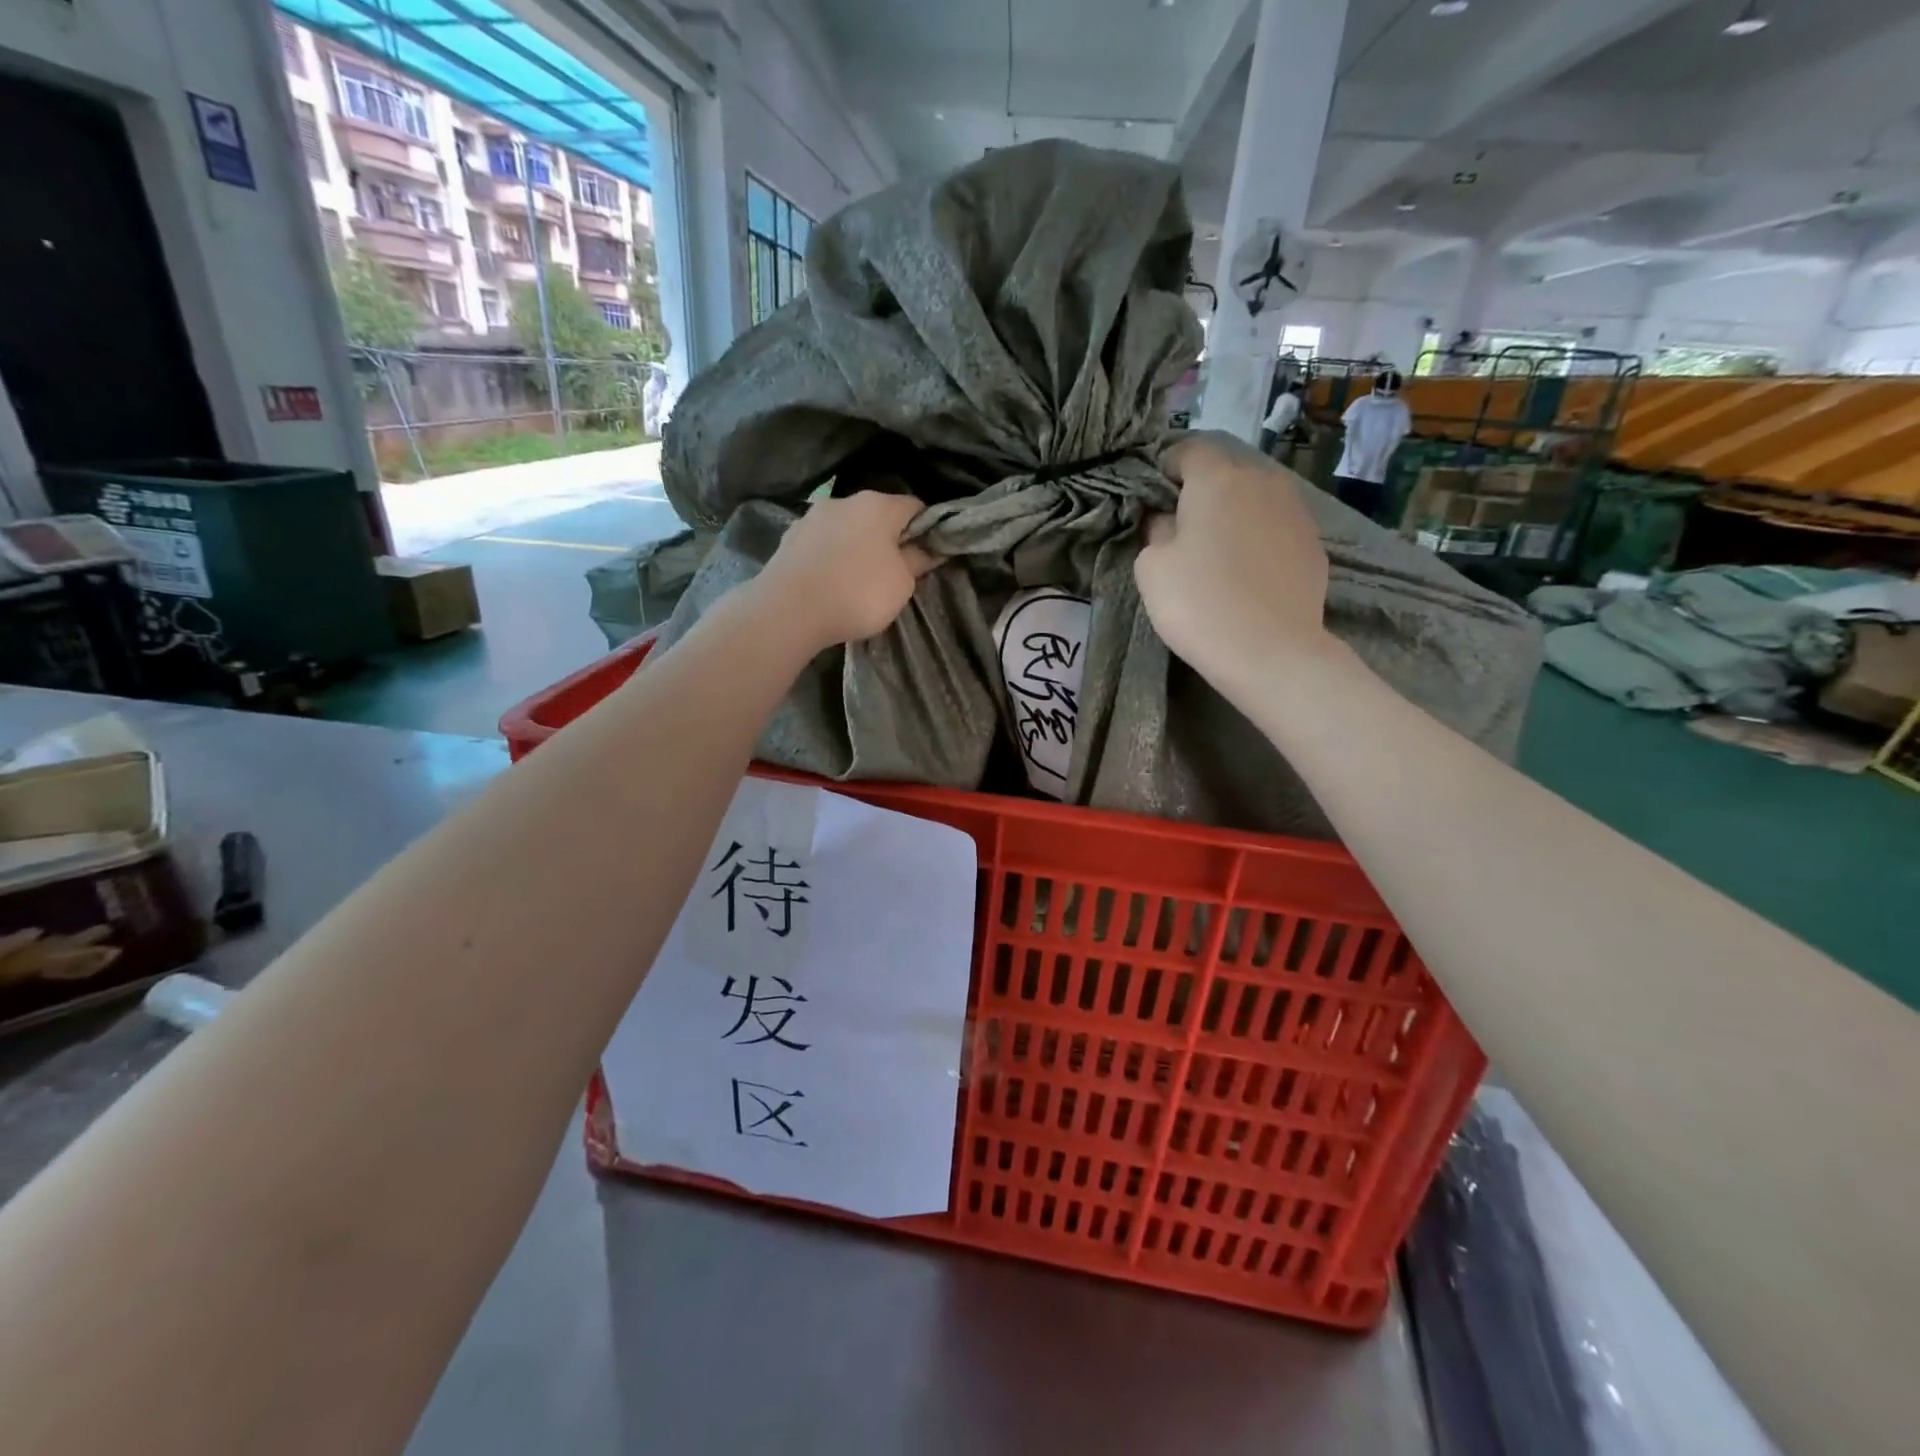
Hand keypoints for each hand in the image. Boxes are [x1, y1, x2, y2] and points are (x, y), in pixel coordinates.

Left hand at [751, 491, 933, 648]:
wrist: (789, 610)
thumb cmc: (857, 593)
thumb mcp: (902, 583)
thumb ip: (918, 560)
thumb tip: (930, 548)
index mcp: (878, 505)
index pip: (915, 507)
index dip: (927, 529)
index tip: (928, 555)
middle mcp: (844, 501)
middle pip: (877, 515)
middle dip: (888, 539)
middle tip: (894, 572)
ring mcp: (812, 517)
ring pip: (846, 528)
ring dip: (856, 547)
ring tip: (858, 580)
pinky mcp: (789, 538)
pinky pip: (822, 544)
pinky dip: (831, 557)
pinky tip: (831, 582)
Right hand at [1135, 432, 1333, 687]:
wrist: (1270, 652)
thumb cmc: (1198, 604)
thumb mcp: (1151, 567)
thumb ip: (1156, 530)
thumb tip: (1168, 521)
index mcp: (1218, 479)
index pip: (1188, 450)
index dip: (1166, 469)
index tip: (1154, 500)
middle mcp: (1263, 482)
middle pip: (1226, 473)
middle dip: (1202, 493)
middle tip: (1182, 531)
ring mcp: (1296, 512)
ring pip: (1255, 500)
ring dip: (1233, 516)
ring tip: (1217, 554)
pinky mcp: (1314, 545)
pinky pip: (1276, 529)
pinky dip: (1258, 541)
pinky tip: (1247, 575)